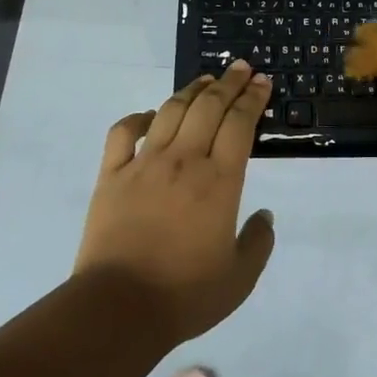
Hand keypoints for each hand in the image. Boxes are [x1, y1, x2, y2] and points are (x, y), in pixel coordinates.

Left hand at [74, 61, 276, 345]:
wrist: (118, 308)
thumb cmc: (185, 294)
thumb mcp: (239, 278)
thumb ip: (258, 243)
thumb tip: (265, 216)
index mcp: (219, 181)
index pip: (240, 123)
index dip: (253, 98)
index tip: (262, 81)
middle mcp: (184, 161)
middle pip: (209, 107)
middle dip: (228, 83)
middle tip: (240, 68)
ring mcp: (144, 164)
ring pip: (170, 111)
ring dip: (191, 90)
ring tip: (205, 80)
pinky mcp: (111, 175)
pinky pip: (123, 133)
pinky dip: (137, 118)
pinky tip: (149, 115)